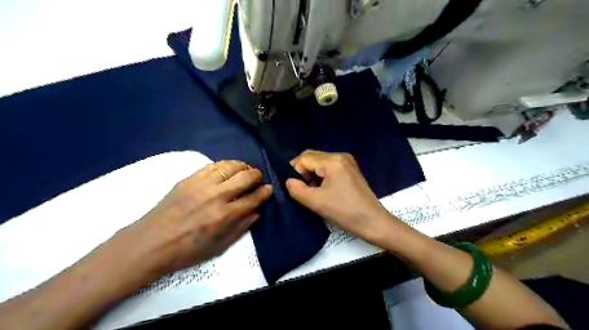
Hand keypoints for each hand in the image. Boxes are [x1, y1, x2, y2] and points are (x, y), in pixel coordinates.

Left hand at [106, 161, 270, 278]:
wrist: (150, 243)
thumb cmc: (186, 250)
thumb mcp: (219, 247)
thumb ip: (241, 227)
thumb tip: (257, 211)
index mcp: (224, 216)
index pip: (253, 198)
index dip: (265, 192)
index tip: (269, 189)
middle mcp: (216, 196)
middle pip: (246, 177)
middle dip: (257, 176)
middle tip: (258, 179)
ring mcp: (201, 184)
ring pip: (230, 166)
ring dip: (243, 167)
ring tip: (246, 171)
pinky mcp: (189, 179)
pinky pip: (213, 165)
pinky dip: (225, 165)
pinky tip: (228, 169)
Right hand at [286, 150, 394, 242]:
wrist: (373, 222)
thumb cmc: (344, 212)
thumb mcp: (315, 202)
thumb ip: (296, 189)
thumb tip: (288, 181)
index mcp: (333, 161)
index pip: (304, 158)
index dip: (295, 171)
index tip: (294, 187)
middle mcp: (340, 156)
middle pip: (312, 157)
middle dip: (302, 171)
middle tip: (300, 188)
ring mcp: (347, 162)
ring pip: (320, 162)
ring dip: (311, 174)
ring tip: (311, 190)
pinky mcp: (350, 170)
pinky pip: (329, 167)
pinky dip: (321, 175)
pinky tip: (322, 189)